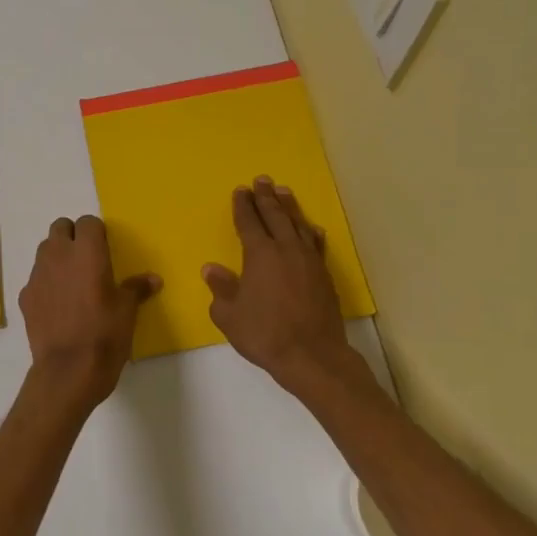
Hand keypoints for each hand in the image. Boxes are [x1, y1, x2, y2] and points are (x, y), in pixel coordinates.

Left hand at [19, 216, 159, 409]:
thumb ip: (136, 288)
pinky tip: (58, 306)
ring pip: (44, 251)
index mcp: (86, 252)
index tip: (106, 250)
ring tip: (73, 282)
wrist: (68, 370)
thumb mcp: (127, 311)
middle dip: (73, 237)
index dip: (97, 233)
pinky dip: (46, 284)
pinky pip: (36, 279)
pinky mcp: (25, 297)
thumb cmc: (104, 334)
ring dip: (57, 257)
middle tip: (88, 260)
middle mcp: (58, 255)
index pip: (88, 222)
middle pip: (60, 228)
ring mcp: (37, 275)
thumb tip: (152, 279)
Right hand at [204, 177, 356, 389]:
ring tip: (283, 192)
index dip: (243, 206)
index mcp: (260, 254)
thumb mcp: (229, 315)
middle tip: (262, 180)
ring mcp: (309, 261)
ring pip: (298, 225)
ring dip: (289, 207)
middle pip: (275, 216)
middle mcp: (286, 250)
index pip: (249, 222)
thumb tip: (212, 269)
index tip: (240, 190)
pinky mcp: (324, 275)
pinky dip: (311, 232)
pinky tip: (312, 228)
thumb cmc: (265, 334)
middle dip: (266, 197)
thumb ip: (221, 289)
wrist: (312, 355)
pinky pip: (316, 244)